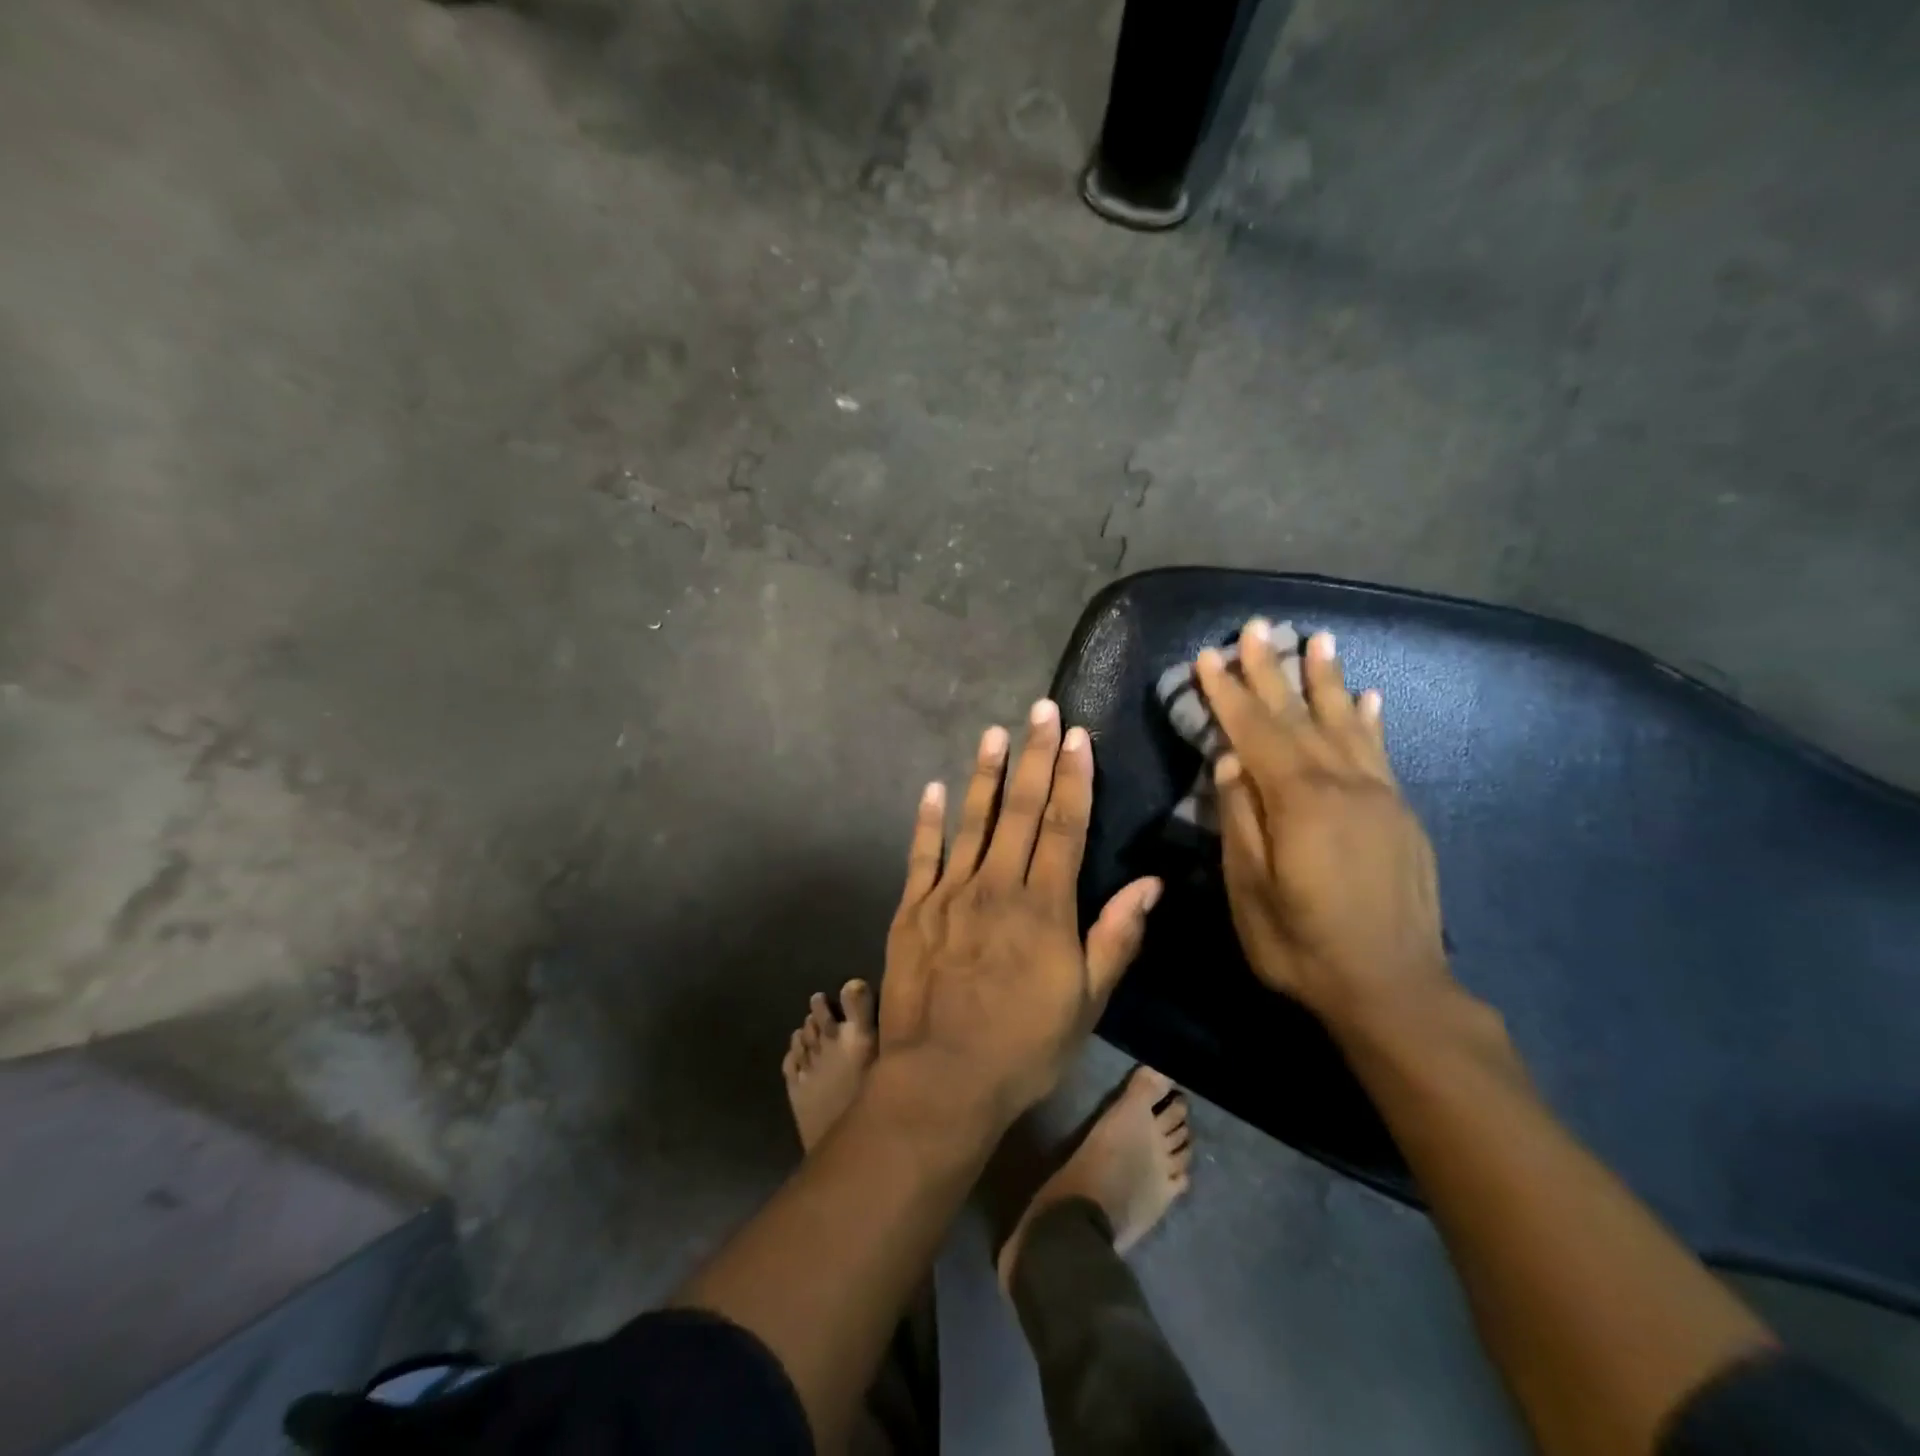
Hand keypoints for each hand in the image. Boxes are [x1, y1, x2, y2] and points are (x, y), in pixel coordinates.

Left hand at [878, 699, 1162, 1121]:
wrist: (943, 1079)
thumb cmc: (1024, 1046)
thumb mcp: (1087, 1002)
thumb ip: (1116, 937)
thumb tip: (1150, 883)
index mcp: (1044, 907)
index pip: (1063, 826)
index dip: (1072, 778)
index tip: (1076, 736)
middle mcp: (997, 887)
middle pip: (1020, 810)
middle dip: (1033, 757)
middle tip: (1039, 710)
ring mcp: (950, 894)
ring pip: (972, 822)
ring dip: (985, 774)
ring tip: (994, 732)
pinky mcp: (913, 909)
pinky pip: (922, 855)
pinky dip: (928, 820)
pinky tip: (934, 788)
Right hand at [1196, 620, 1452, 1035]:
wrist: (1395, 990)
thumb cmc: (1304, 945)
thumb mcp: (1250, 891)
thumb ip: (1240, 820)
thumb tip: (1229, 763)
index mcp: (1299, 802)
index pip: (1255, 732)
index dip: (1229, 692)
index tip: (1210, 655)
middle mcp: (1343, 785)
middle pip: (1299, 716)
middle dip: (1274, 669)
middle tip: (1258, 627)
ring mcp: (1378, 797)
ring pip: (1346, 723)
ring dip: (1326, 680)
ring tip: (1319, 640)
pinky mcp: (1400, 815)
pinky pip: (1381, 753)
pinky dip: (1370, 720)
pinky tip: (1368, 697)